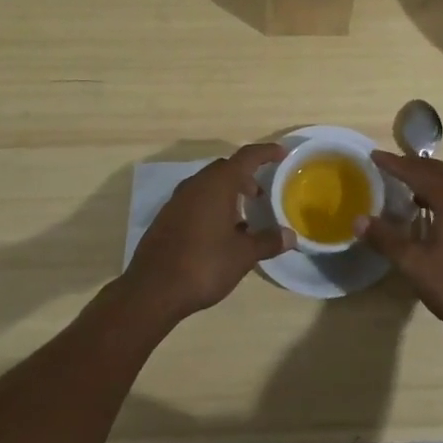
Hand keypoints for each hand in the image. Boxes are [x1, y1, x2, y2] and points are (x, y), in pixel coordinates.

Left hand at [122, 144, 291, 323]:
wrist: (152, 290)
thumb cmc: (204, 265)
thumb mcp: (243, 255)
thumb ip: (268, 241)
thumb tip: (291, 236)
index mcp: (218, 184)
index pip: (247, 156)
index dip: (266, 152)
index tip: (282, 154)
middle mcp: (196, 184)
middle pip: (226, 168)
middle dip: (246, 176)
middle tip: (261, 194)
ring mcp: (177, 200)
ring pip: (208, 185)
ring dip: (227, 193)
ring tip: (243, 217)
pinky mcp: (166, 217)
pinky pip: (195, 200)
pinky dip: (211, 206)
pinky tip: (219, 233)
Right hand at [362, 151, 442, 341]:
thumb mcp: (414, 264)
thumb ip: (386, 239)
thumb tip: (358, 220)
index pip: (417, 172)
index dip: (394, 163)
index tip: (374, 155)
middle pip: (437, 171)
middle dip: (412, 166)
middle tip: (389, 166)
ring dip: (428, 180)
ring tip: (406, 188)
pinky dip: (441, 194)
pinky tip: (431, 213)